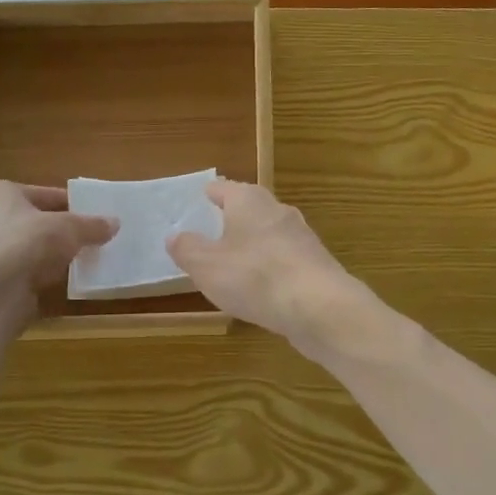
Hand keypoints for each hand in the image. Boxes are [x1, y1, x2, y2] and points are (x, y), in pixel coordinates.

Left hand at [0, 182, 116, 330]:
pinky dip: (44, 274)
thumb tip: (115, 223)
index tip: (97, 216)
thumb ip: (92, 225)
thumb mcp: (69, 228)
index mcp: (2, 193)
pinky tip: (65, 280)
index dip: (74, 204)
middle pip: (38, 221)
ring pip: (33, 247)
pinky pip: (27, 271)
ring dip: (55, 254)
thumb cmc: (27, 243)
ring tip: (86, 259)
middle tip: (95, 238)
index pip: (47, 194)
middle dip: (65, 230)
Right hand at [165, 179, 365, 355]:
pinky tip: (262, 287)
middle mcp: (278, 210)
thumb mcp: (206, 266)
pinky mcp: (315, 263)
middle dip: (233, 218)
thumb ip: (187, 249)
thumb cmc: (254, 277)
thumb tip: (175, 235)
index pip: (224, 188)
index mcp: (249, 201)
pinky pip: (284, 259)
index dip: (210, 193)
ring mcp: (302, 236)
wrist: (319, 306)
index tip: (201, 198)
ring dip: (253, 244)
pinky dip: (270, 267)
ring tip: (235, 262)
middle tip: (213, 231)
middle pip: (250, 207)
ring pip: (269, 233)